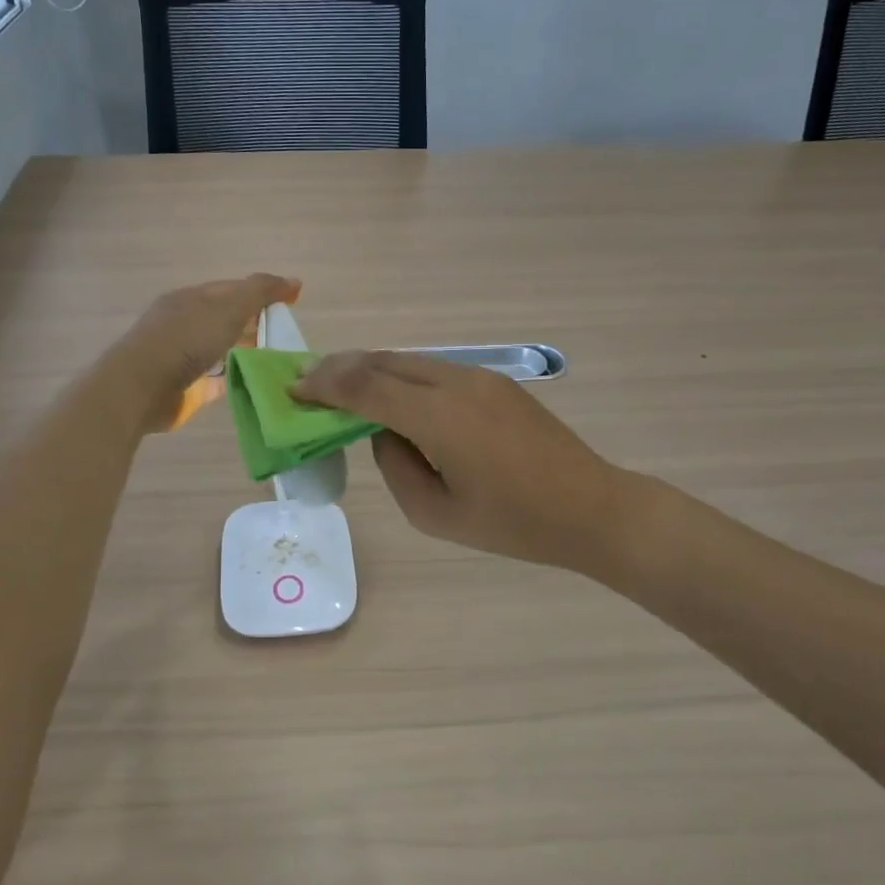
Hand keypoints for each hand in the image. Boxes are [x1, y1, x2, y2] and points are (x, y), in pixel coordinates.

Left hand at [113, 274, 300, 432]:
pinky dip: (234, 379)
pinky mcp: (184, 387)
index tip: (290, 304)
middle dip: (254, 324)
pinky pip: (215, 380)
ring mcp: (181, 357)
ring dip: (245, 353)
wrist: (142, 387)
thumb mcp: (228, 308)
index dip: (261, 293)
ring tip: (277, 361)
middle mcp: (184, 324)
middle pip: (225, 320)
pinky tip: (255, 384)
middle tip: (286, 335)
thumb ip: (260, 292)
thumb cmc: (185, 340)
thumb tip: (295, 281)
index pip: (231, 289)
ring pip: (220, 350)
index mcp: (190, 299)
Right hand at [294, 351, 631, 574]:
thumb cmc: (513, 525)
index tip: (294, 391)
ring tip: (344, 387)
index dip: (323, 385)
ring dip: (371, 369)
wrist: (591, 508)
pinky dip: (403, 376)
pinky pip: (436, 370)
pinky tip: (394, 397)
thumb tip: (384, 433)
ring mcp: (480, 377)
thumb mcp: (436, 515)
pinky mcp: (497, 382)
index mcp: (438, 418)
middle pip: (383, 361)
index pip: (364, 386)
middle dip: (340, 368)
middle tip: (308, 383)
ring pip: (410, 359)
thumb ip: (395, 467)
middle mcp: (456, 383)